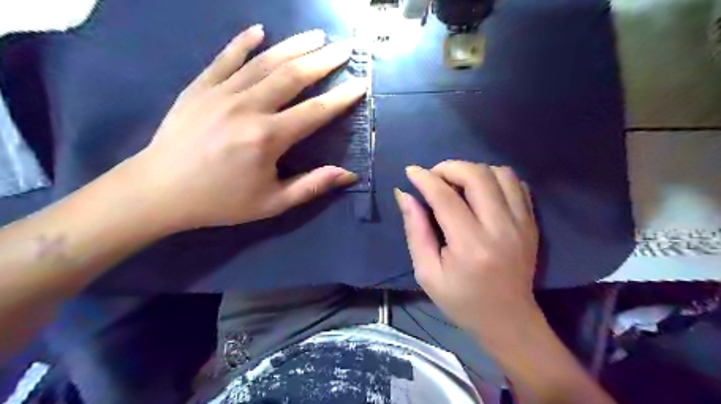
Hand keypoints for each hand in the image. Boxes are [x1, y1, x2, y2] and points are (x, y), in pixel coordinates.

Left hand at [124, 25, 365, 229]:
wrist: (159, 192)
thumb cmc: (220, 201)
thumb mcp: (271, 203)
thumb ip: (311, 186)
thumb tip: (348, 175)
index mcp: (267, 138)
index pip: (315, 112)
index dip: (341, 98)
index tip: (361, 83)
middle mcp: (247, 108)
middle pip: (293, 76)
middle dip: (324, 60)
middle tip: (346, 47)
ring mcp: (221, 93)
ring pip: (264, 62)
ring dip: (294, 45)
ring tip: (317, 35)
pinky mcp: (199, 87)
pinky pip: (224, 58)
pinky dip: (243, 42)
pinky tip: (259, 30)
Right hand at [393, 161, 539, 340]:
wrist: (508, 320)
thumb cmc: (461, 300)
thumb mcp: (427, 273)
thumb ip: (415, 231)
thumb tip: (404, 195)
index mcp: (470, 246)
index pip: (445, 197)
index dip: (425, 178)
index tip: (411, 171)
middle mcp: (500, 228)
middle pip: (477, 175)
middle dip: (449, 167)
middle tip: (434, 177)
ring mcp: (521, 223)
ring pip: (500, 173)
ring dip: (473, 171)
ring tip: (457, 184)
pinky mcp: (531, 223)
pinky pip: (517, 184)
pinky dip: (495, 179)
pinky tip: (481, 192)